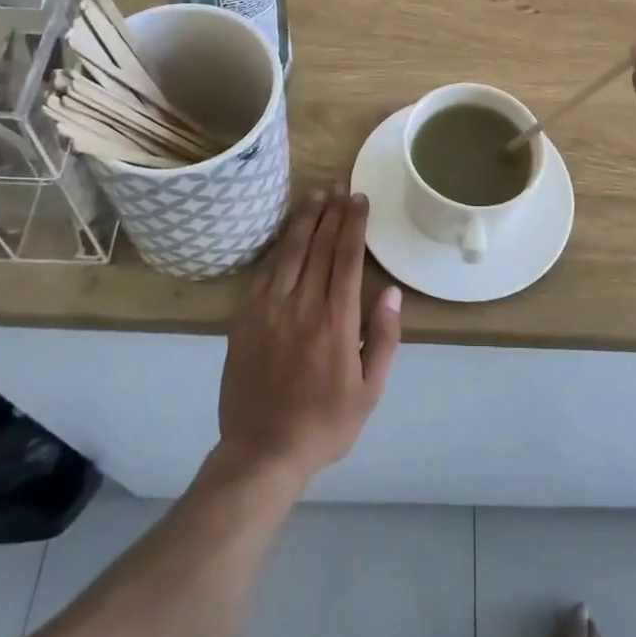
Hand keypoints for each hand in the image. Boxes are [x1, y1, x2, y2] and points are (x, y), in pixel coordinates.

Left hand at [216, 186, 402, 485]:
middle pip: (318, 246)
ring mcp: (268, 310)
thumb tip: (391, 292)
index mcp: (336, 321)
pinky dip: (276, 248)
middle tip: (339, 185)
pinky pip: (263, 272)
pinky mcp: (244, 319)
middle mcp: (302, 306)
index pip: (347, 257)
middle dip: (330, 211)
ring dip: (303, 220)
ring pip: (288, 252)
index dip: (354, 224)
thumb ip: (383, 337)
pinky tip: (284, 235)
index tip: (360, 199)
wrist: (262, 451)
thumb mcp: (370, 389)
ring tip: (315, 195)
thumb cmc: (325, 423)